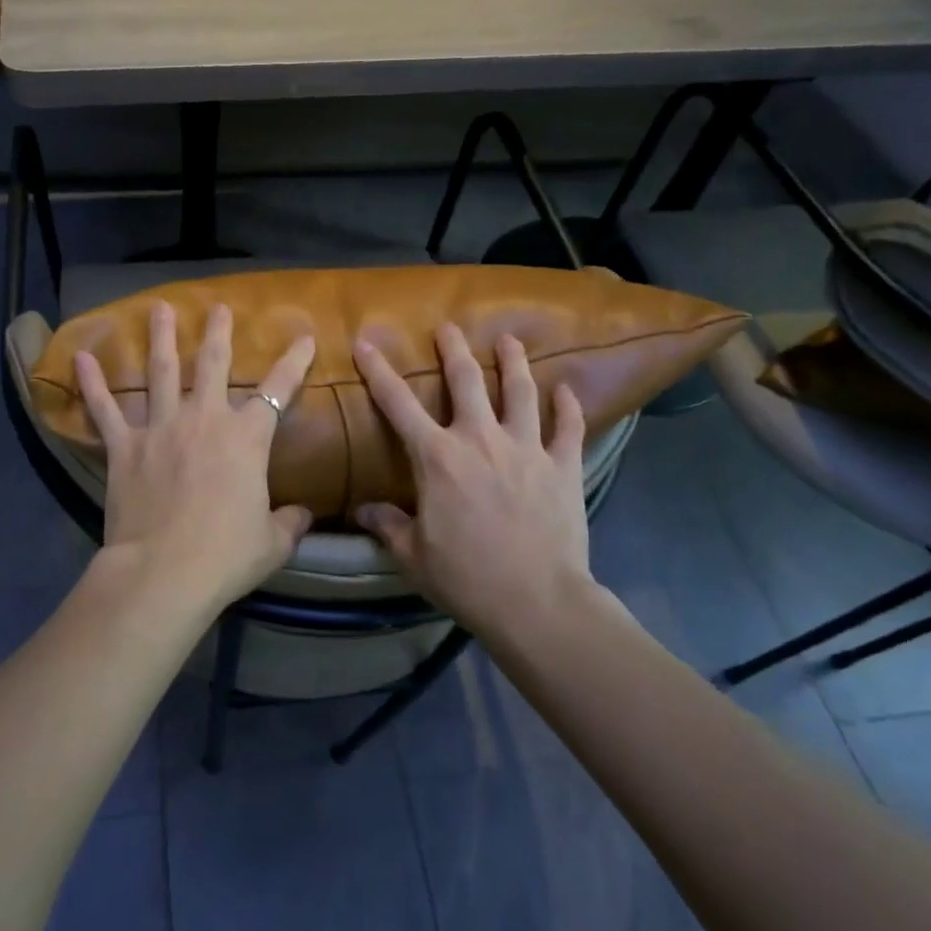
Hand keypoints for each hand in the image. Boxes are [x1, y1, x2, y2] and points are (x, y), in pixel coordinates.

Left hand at [76, 302, 316, 610]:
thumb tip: (304, 515)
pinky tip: (81, 357)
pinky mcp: (124, 447)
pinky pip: (105, 409)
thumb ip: (290, 523)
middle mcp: (204, 420)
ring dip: (161, 338)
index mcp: (246, 439)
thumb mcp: (272, 543)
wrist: (164, 572)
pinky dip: (92, 383)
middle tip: (217, 308)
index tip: (303, 338)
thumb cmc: (225, 556)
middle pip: (212, 364)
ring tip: (159, 308)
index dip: (294, 362)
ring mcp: (160, 429)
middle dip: (217, 333)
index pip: (278, 390)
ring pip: (160, 372)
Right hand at [353, 325, 603, 637]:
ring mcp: (527, 448)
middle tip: (449, 327)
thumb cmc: (466, 577)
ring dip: (514, 362)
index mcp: (438, 457)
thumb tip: (362, 511)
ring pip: (521, 391)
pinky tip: (566, 389)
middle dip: (454, 349)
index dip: (379, 370)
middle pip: (467, 380)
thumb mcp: (413, 555)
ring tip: (509, 340)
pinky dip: (568, 406)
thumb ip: (387, 526)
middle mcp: (481, 439)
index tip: (366, 342)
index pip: (398, 403)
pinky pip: (568, 427)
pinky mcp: (563, 466)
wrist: (537, 602)